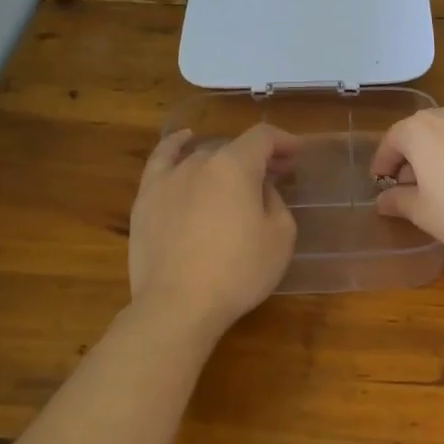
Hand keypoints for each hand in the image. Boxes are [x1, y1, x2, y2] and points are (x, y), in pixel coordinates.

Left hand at [129, 124, 301, 335]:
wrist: (178, 306)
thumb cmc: (238, 272)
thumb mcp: (280, 237)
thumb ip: (276, 202)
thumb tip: (260, 191)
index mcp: (235, 166)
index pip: (263, 137)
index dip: (284, 141)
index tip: (298, 154)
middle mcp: (200, 161)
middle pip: (234, 148)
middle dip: (258, 157)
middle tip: (275, 175)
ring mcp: (169, 178)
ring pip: (203, 157)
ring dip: (225, 161)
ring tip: (236, 175)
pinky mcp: (146, 199)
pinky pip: (161, 160)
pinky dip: (175, 145)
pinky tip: (184, 140)